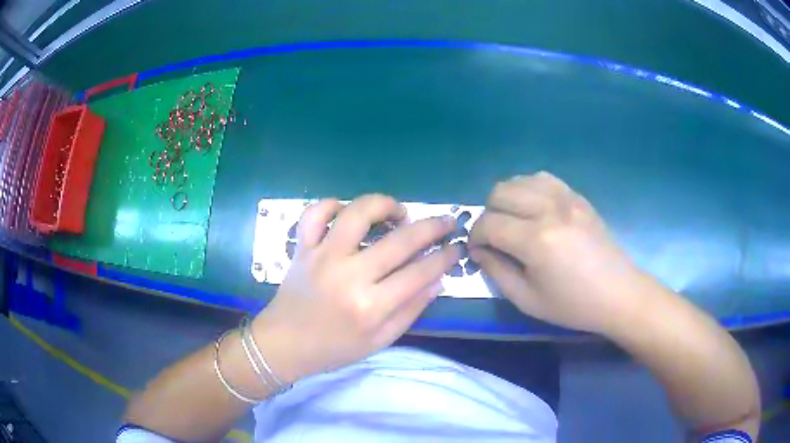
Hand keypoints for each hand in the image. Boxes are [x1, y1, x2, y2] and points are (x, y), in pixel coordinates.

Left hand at [253, 195, 459, 382]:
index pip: (420, 272)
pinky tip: (347, 212)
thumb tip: (438, 280)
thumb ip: (411, 310)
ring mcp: (322, 257)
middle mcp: (349, 275)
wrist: (284, 344)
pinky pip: (315, 213)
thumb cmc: (334, 348)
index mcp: (371, 306)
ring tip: (398, 212)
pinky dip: (332, 205)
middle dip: (432, 226)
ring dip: (385, 204)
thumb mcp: (379, 341)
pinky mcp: (302, 248)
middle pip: (400, 240)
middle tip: (446, 221)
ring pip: (357, 213)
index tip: (457, 248)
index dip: (445, 257)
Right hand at [469, 172, 645, 333]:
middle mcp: (549, 210)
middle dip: (488, 213)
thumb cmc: (574, 305)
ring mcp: (566, 198)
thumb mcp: (528, 300)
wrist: (619, 294)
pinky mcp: (578, 197)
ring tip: (512, 221)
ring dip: (507, 198)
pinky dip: (529, 189)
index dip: (475, 236)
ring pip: (520, 180)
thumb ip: (497, 272)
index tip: (477, 250)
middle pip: (500, 192)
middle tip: (494, 237)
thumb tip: (479, 251)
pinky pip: (543, 179)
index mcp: (536, 241)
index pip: (489, 224)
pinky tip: (533, 208)